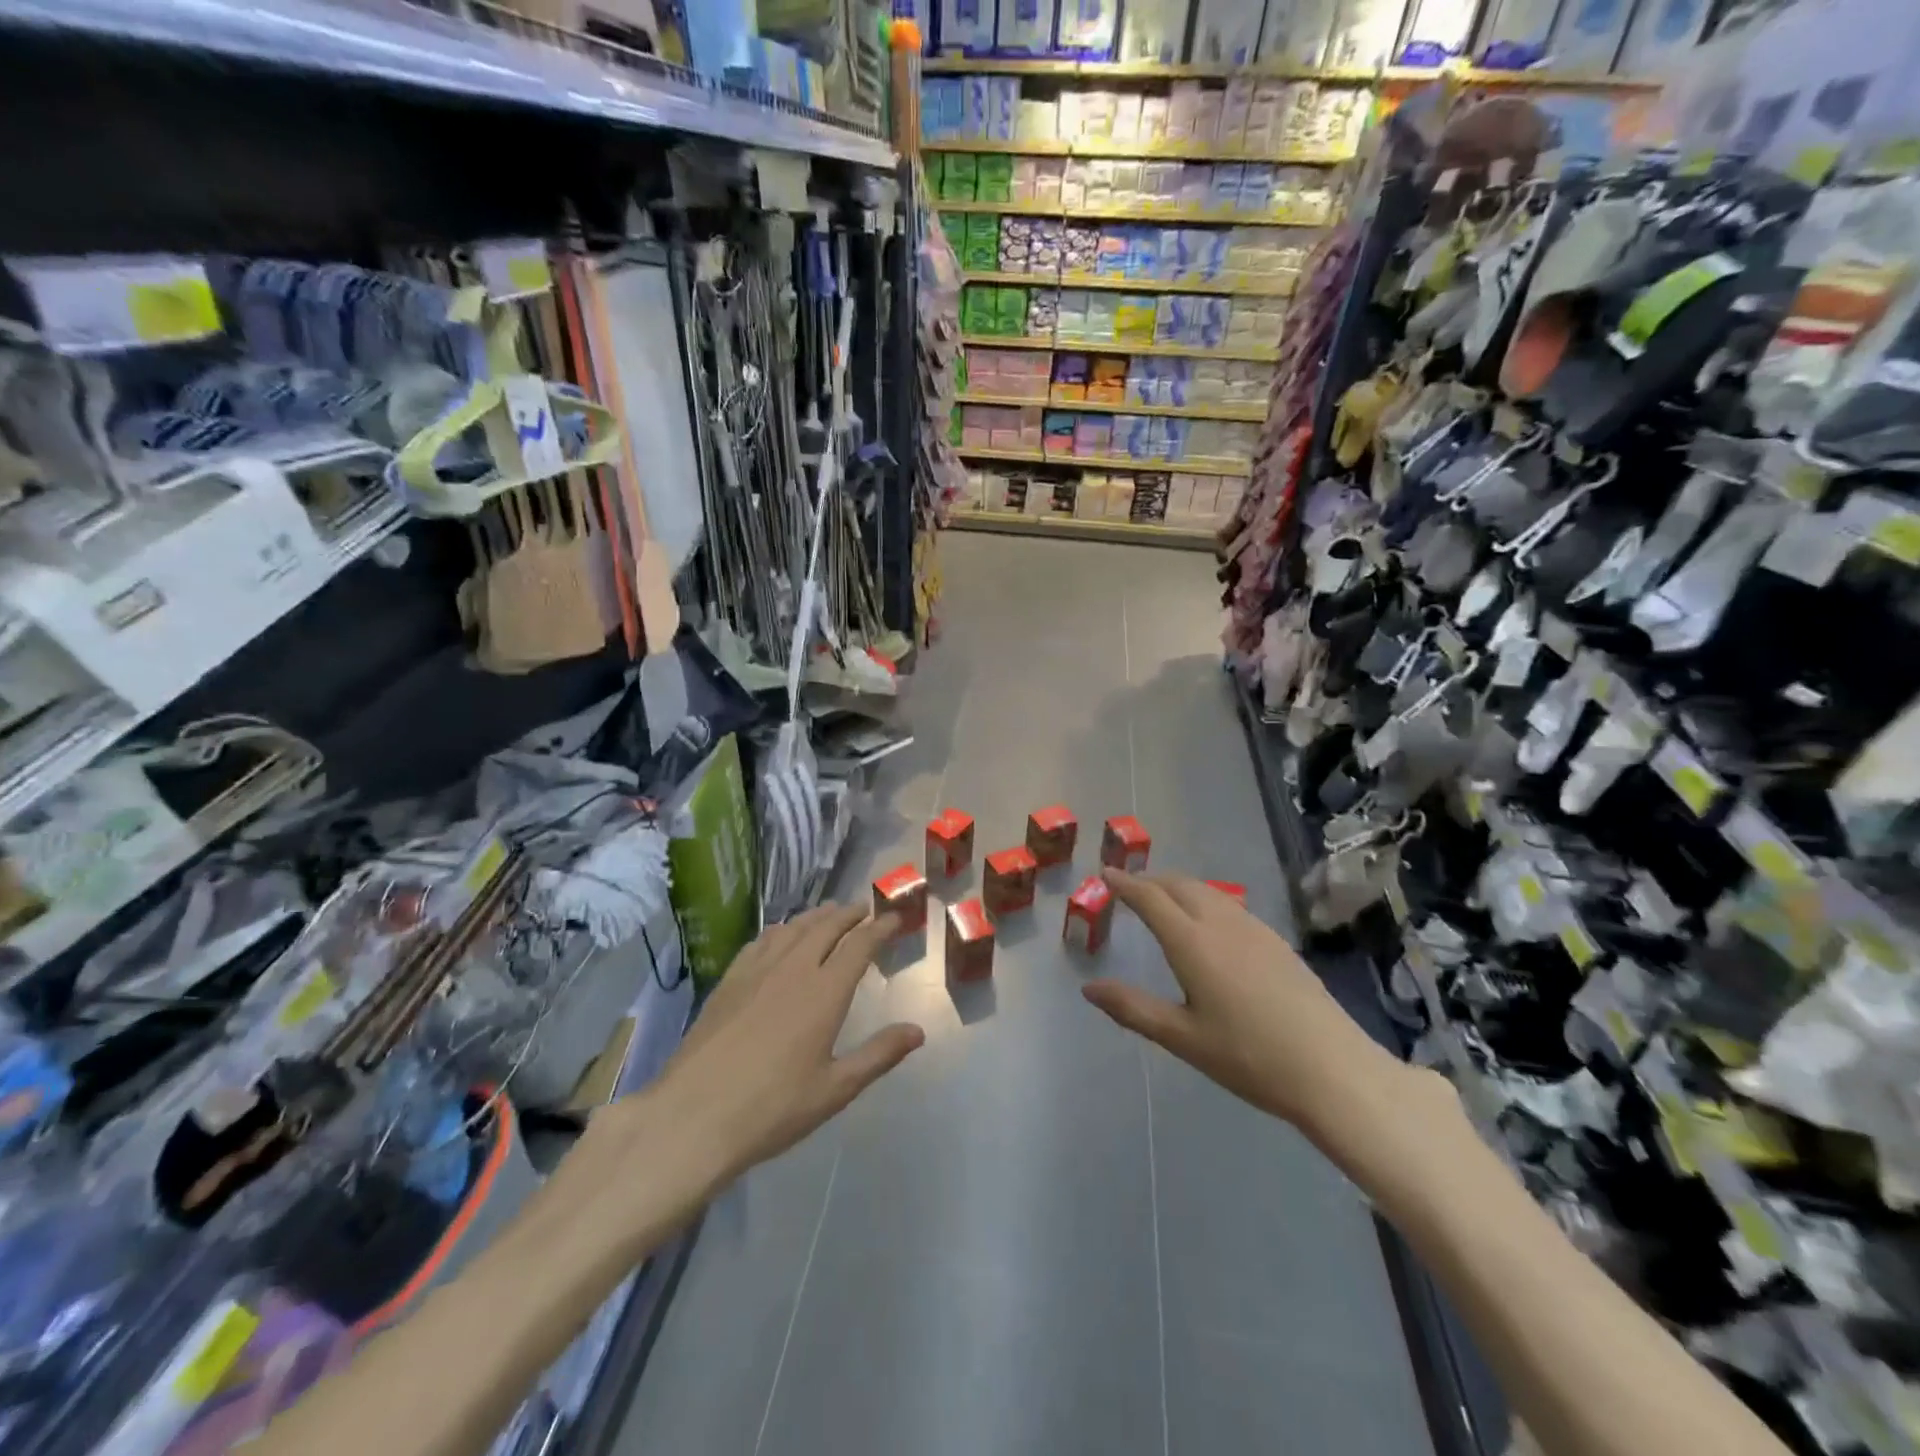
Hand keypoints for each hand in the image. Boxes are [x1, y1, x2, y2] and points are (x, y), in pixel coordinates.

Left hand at [646, 903, 923, 1182]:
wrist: (693, 1116)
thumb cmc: (772, 1108)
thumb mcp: (835, 1089)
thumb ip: (878, 1055)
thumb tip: (918, 1031)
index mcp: (825, 992)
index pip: (860, 945)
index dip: (880, 928)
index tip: (895, 919)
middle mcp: (793, 969)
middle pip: (826, 926)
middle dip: (849, 914)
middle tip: (864, 910)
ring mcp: (757, 971)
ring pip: (793, 928)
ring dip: (816, 916)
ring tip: (829, 914)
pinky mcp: (729, 981)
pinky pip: (761, 941)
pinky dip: (781, 929)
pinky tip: (780, 935)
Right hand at [1083, 870, 1408, 1138]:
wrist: (1333, 1070)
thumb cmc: (1249, 1057)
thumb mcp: (1182, 1038)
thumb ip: (1133, 1008)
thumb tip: (1089, 988)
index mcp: (1192, 942)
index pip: (1150, 898)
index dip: (1125, 883)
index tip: (1105, 873)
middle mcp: (1221, 923)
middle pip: (1179, 885)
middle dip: (1150, 880)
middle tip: (1128, 888)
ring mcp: (1254, 929)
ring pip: (1208, 891)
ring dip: (1178, 887)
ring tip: (1163, 900)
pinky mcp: (1277, 942)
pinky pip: (1229, 905)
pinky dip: (1204, 900)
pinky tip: (1209, 924)